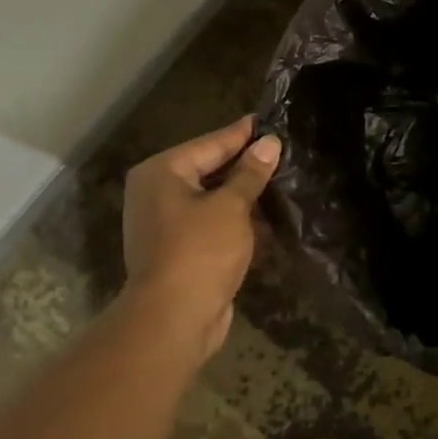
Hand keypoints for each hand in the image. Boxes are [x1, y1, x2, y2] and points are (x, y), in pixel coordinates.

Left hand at [120, 115, 281, 367]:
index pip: (211, 143)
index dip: (243, 133)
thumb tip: (269, 143)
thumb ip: (250, 173)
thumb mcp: (231, 207)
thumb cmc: (201, 252)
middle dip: (244, 164)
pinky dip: (234, 218)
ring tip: (280, 180)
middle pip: (208, 168)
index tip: (269, 120)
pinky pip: (210, 222)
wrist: (174, 318)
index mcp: (162, 172)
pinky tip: (264, 217)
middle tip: (281, 149)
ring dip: (242, 194)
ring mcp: (164, 222)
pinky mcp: (177, 249)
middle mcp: (156, 192)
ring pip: (211, 197)